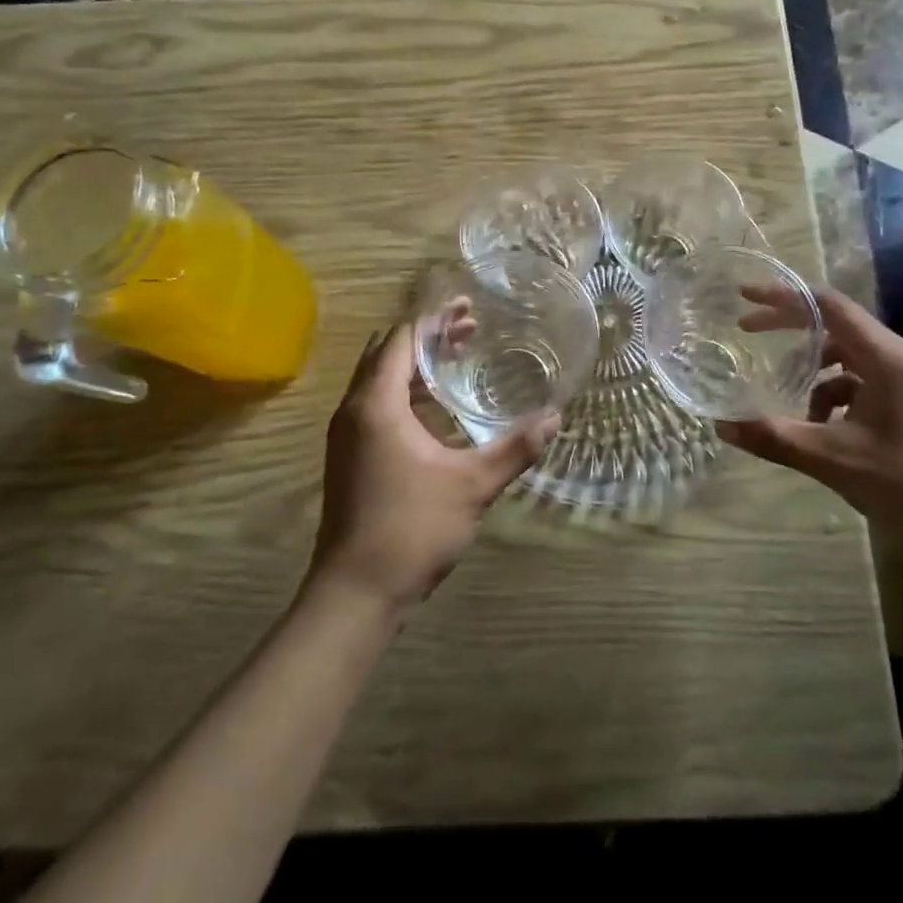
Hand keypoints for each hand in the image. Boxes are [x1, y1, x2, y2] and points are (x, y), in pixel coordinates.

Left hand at [311, 325, 558, 609]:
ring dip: (414, 364)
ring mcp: (347, 435)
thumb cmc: (411, 529)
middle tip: (469, 330)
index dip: (435, 320)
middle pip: (386, 353)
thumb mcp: (472, 486)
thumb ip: (514, 449)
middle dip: (427, 337)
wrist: (355, 594)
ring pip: (378, 379)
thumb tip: (554, 418)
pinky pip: (375, 404)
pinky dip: (405, 391)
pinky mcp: (349, 457)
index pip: (402, 340)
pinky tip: (437, 408)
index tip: (468, 309)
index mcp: (376, 405)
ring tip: (457, 358)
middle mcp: (353, 410)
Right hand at [719, 289, 902, 525]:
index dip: (783, 296)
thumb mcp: (836, 459)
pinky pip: (859, 385)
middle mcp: (897, 358)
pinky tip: (820, 431)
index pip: (828, 305)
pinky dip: (832, 398)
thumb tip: (721, 425)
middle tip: (746, 331)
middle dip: (789, 329)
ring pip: (845, 360)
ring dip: (810, 373)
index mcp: (886, 357)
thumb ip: (776, 438)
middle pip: (834, 326)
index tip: (744, 296)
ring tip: (785, 400)